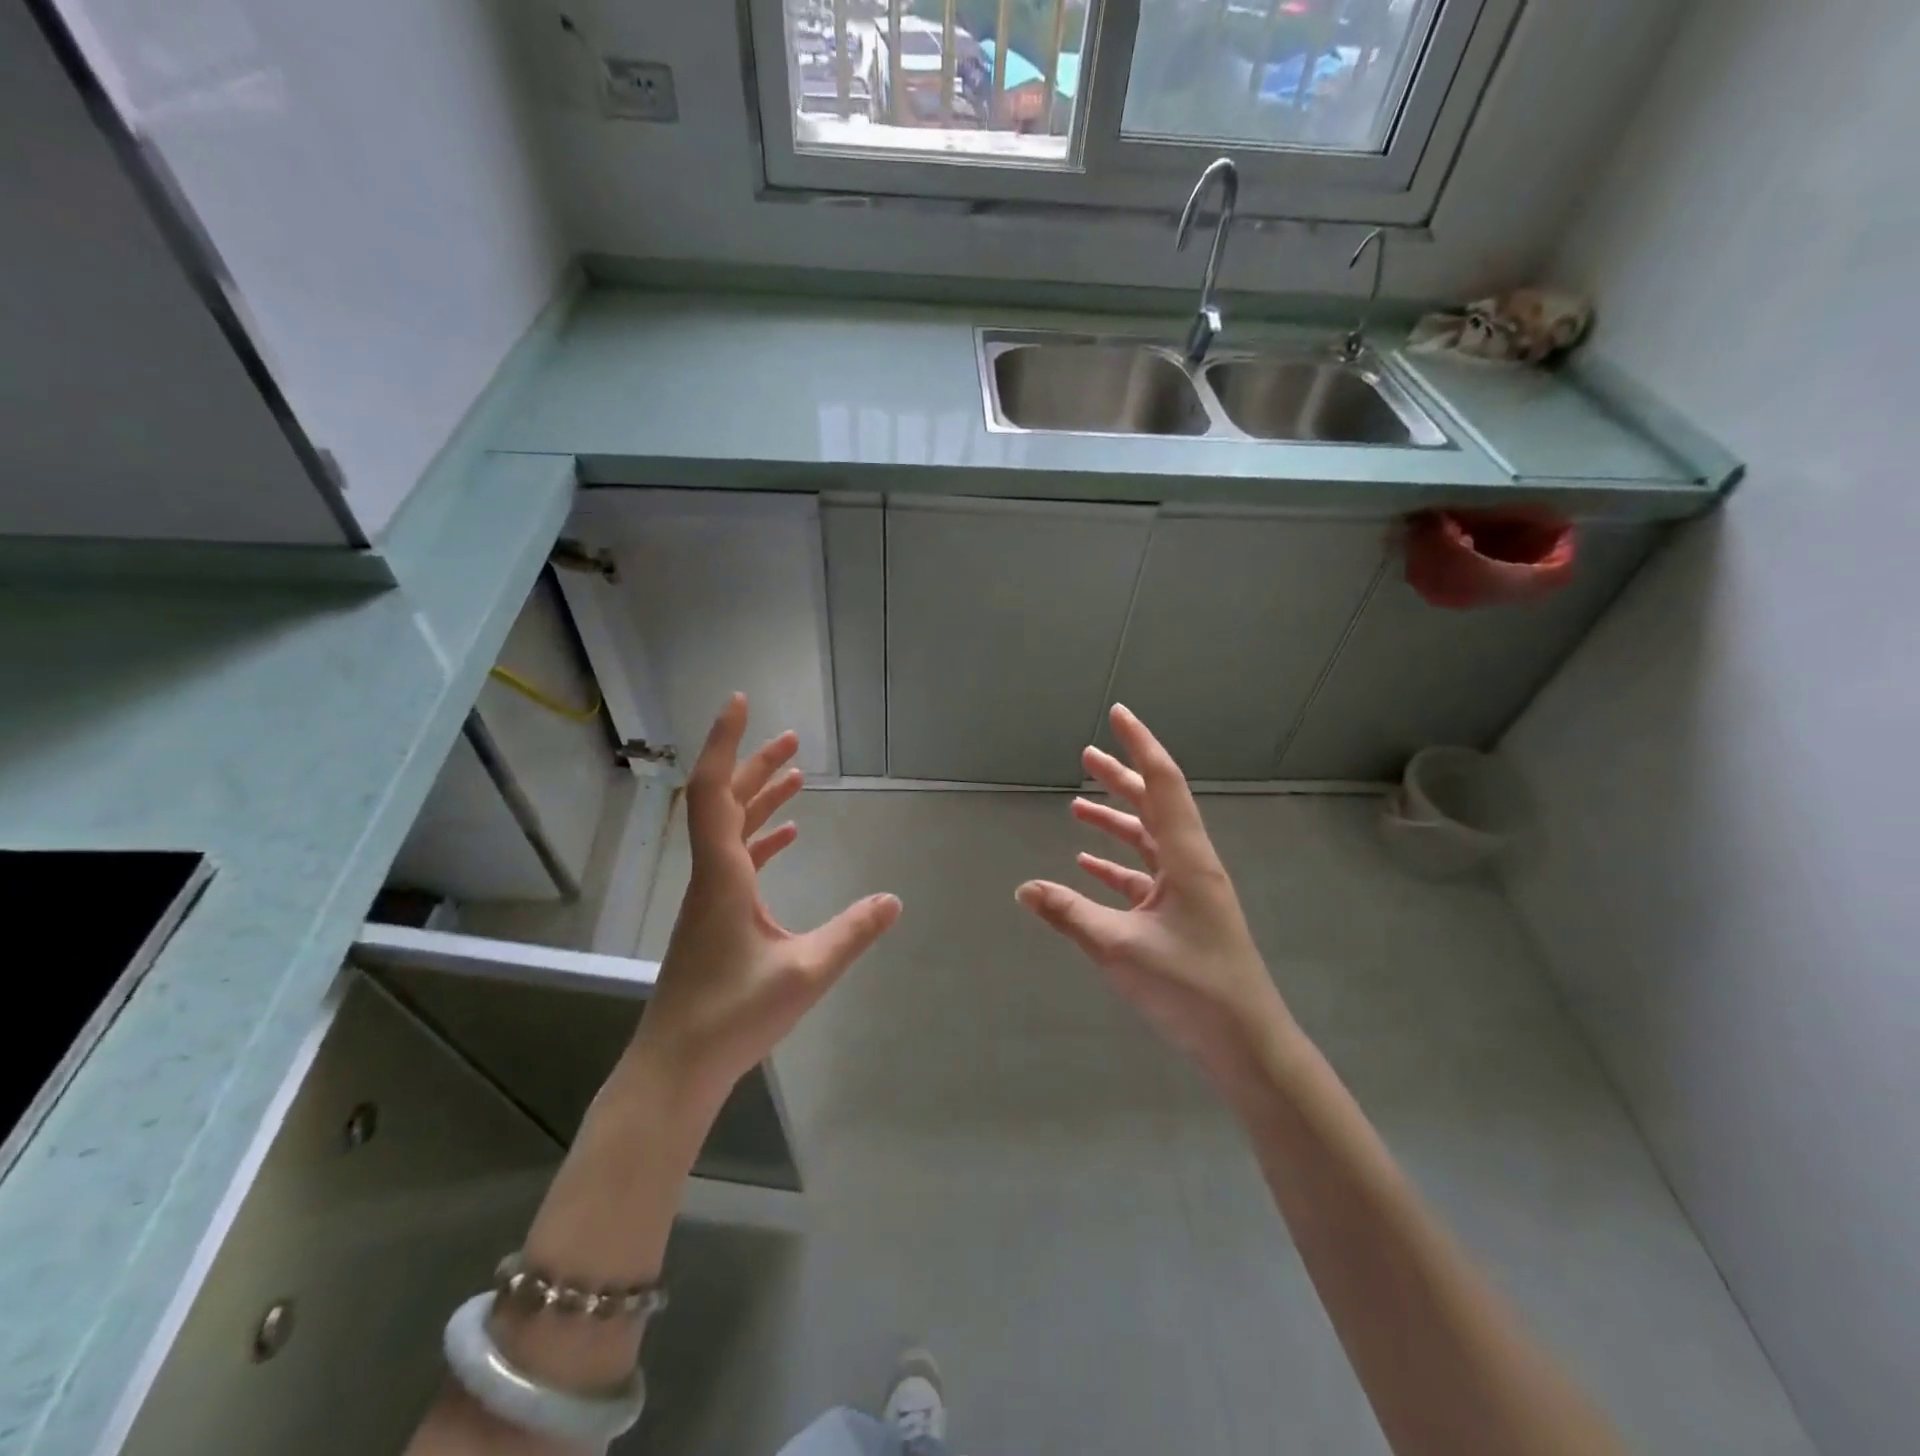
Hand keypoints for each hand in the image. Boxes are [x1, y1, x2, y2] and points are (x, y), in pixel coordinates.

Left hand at [632, 694, 901, 1109]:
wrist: (675, 1069)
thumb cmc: (733, 1016)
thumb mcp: (805, 972)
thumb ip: (852, 932)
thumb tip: (894, 899)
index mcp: (722, 876)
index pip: (713, 791)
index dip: (726, 743)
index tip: (741, 703)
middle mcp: (710, 876)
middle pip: (724, 802)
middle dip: (755, 764)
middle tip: (792, 738)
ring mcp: (710, 898)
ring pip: (730, 830)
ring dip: (760, 798)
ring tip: (798, 774)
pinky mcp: (714, 918)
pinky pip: (737, 860)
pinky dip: (762, 839)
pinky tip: (790, 836)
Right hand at [1016, 704, 1291, 1081]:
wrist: (1246, 1044)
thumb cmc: (1191, 987)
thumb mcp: (1121, 948)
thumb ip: (1070, 914)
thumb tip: (1024, 888)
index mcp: (1187, 857)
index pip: (1162, 783)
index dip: (1139, 744)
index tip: (1118, 714)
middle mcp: (1191, 864)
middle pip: (1155, 806)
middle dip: (1120, 778)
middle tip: (1086, 756)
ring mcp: (1189, 891)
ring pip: (1148, 841)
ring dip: (1115, 823)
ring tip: (1076, 809)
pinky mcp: (1182, 917)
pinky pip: (1144, 877)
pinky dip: (1117, 865)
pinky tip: (1087, 866)